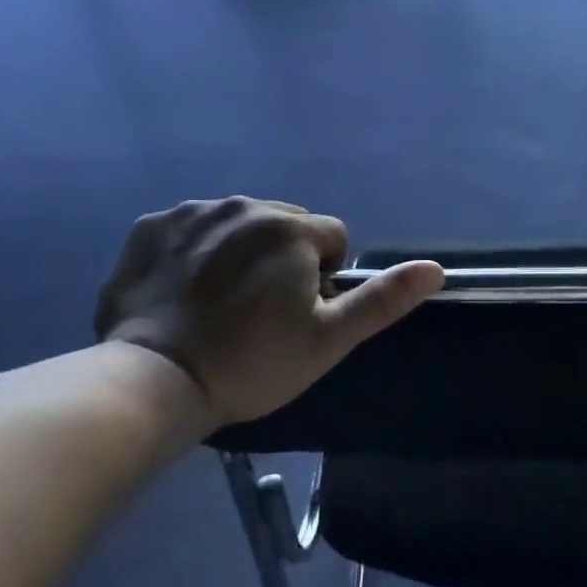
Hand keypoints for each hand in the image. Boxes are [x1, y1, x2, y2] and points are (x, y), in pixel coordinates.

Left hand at [93, 197, 442, 425]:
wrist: (153, 381)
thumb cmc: (251, 363)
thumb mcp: (328, 340)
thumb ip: (383, 300)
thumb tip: (435, 268)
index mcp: (290, 228)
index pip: (333, 237)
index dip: (326, 277)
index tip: (300, 314)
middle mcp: (243, 205)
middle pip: (286, 224)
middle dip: (285, 257)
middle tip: (262, 311)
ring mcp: (192, 212)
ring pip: (239, 223)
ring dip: (241, 251)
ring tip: (221, 303)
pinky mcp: (150, 226)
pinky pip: (192, 228)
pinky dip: (196, 251)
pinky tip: (184, 292)